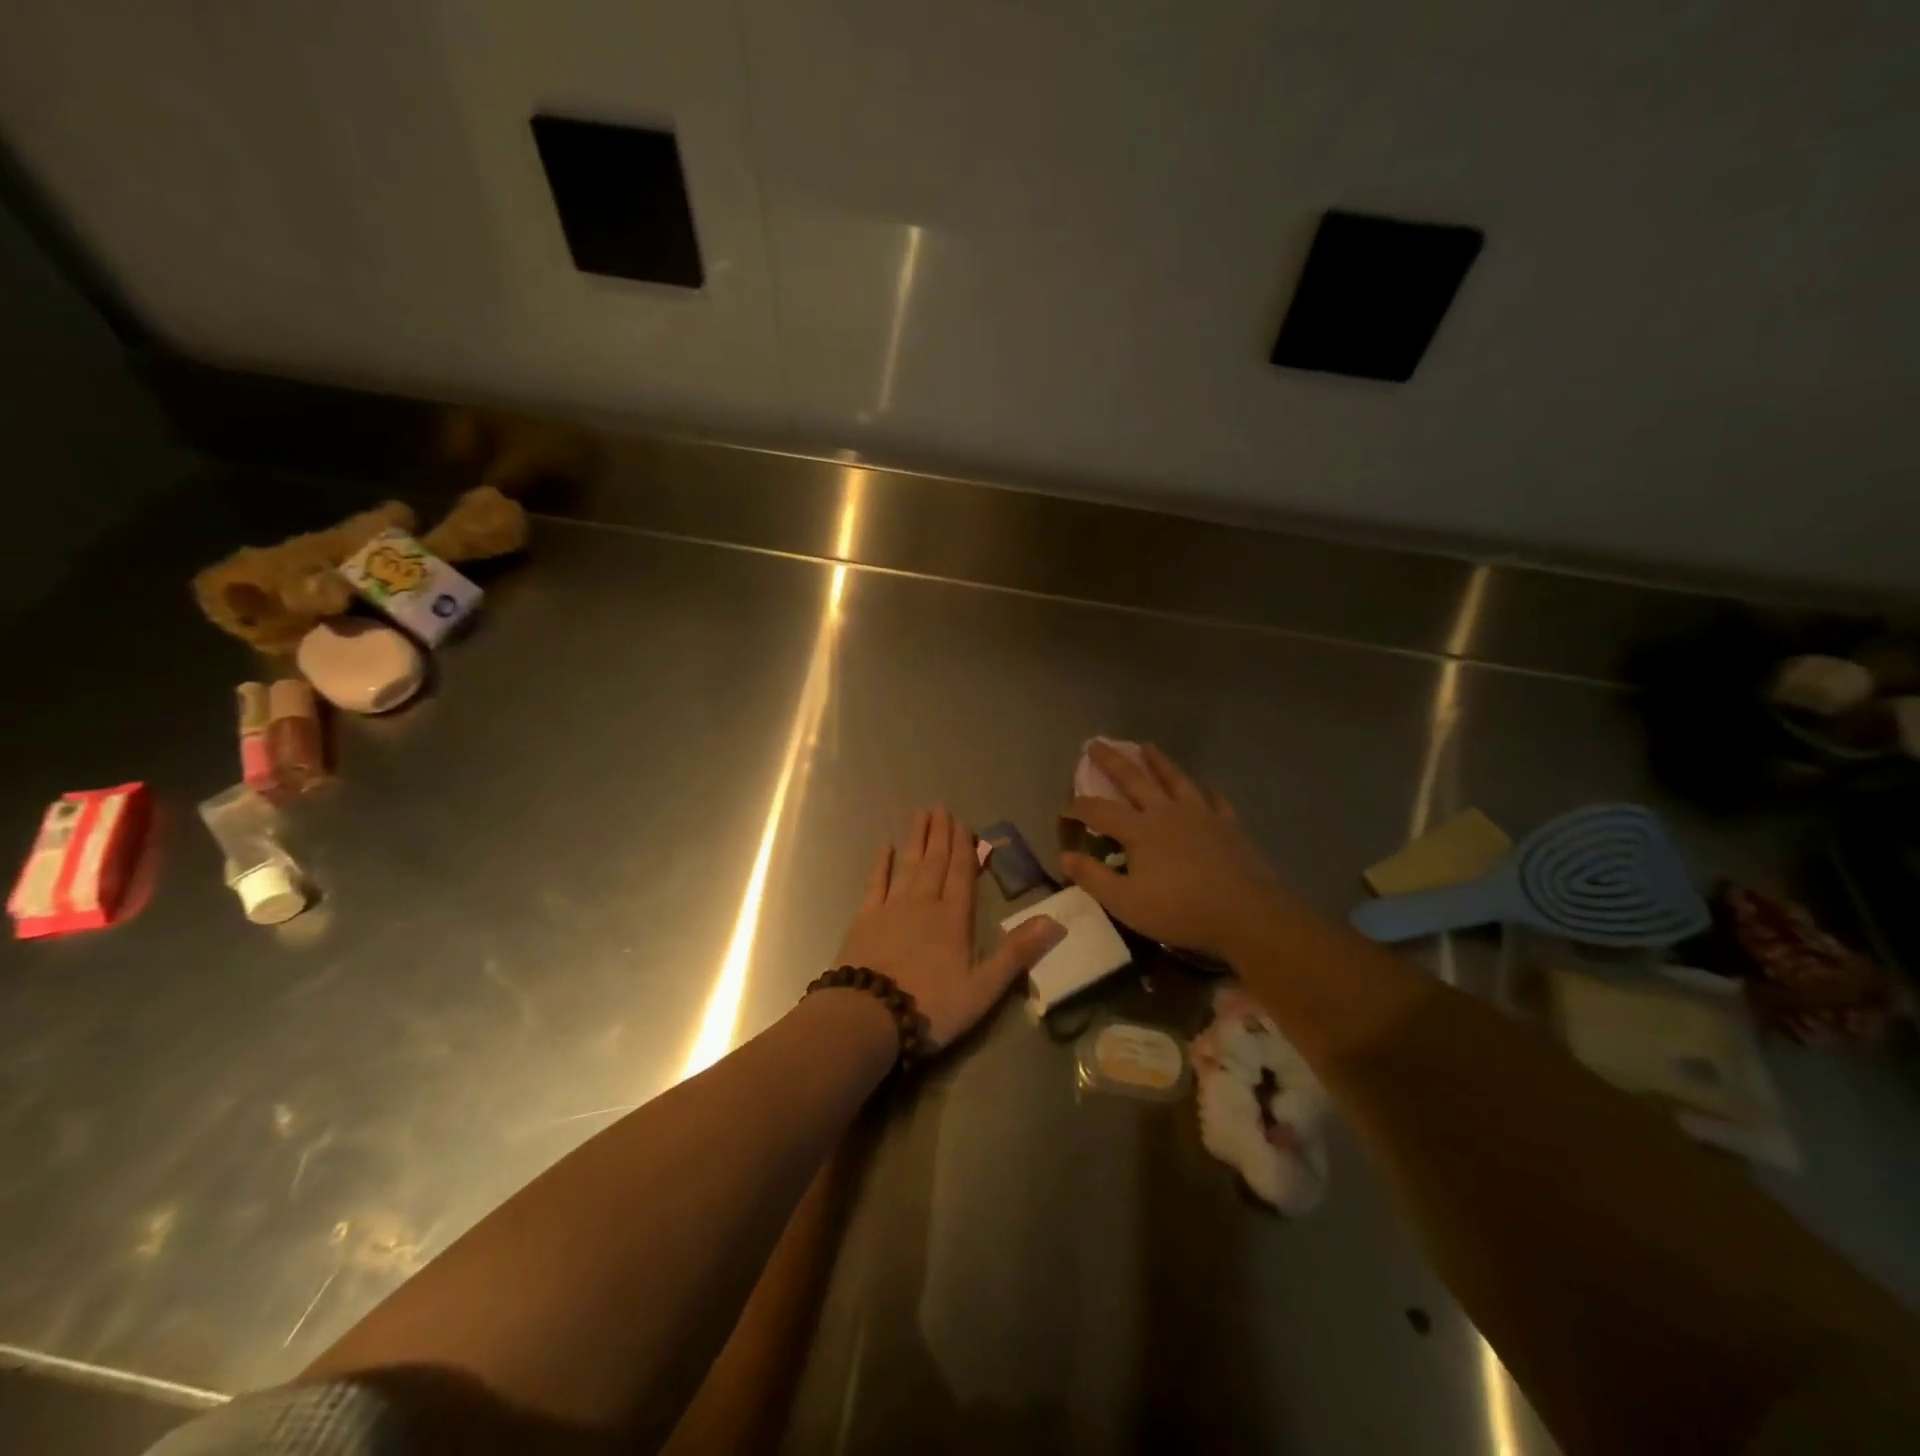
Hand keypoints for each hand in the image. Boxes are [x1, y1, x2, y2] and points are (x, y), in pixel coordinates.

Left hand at [835, 807, 1064, 1050]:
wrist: (869, 1015)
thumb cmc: (932, 1005)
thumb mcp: (984, 987)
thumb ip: (1018, 952)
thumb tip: (1056, 921)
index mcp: (954, 918)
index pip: (962, 874)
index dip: (965, 848)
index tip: (963, 822)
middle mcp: (924, 903)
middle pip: (935, 862)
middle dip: (941, 835)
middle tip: (941, 807)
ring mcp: (892, 908)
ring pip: (908, 865)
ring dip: (916, 839)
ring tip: (921, 814)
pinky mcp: (865, 919)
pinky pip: (876, 882)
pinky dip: (881, 863)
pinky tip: (883, 845)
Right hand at [1062, 742, 1288, 956]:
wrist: (1246, 914)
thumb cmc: (1180, 910)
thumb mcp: (1125, 902)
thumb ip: (1093, 877)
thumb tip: (1065, 856)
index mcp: (1140, 830)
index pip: (1099, 811)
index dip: (1077, 808)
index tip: (1063, 810)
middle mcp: (1166, 813)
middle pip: (1134, 780)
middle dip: (1112, 761)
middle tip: (1096, 742)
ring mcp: (1200, 815)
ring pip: (1174, 779)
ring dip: (1158, 762)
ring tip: (1147, 746)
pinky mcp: (1227, 826)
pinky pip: (1213, 799)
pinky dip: (1204, 789)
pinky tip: (1203, 785)